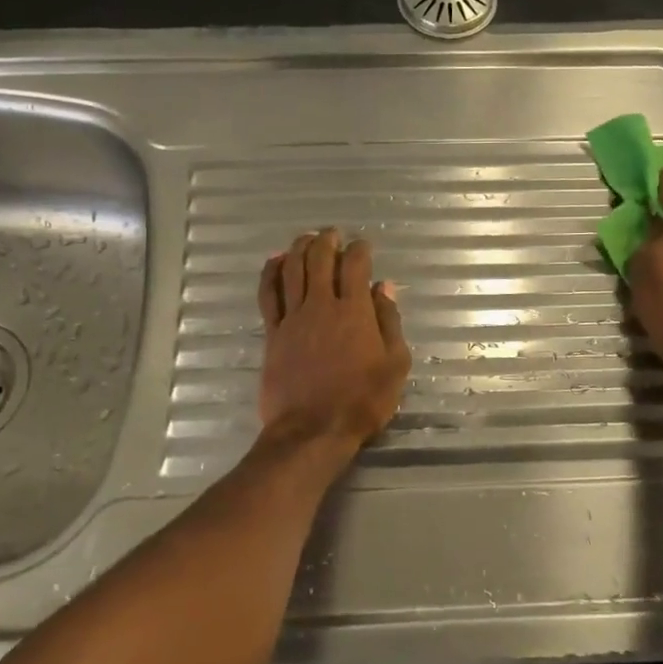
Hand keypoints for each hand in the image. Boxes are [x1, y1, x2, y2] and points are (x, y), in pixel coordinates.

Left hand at [258, 228, 410, 450]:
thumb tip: (384, 288)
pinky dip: (271, 273)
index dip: (360, 250)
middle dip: (327, 241)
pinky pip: (268, 295)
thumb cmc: (362, 400)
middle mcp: (322, 305)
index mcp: (354, 311)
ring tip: (306, 238)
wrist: (313, 430)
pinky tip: (275, 262)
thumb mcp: (394, 364)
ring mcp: (293, 318)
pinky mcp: (273, 333)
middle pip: (320, 260)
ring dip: (299, 249)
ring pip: (292, 271)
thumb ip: (389, 322)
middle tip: (332, 233)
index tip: (363, 245)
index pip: (356, 266)